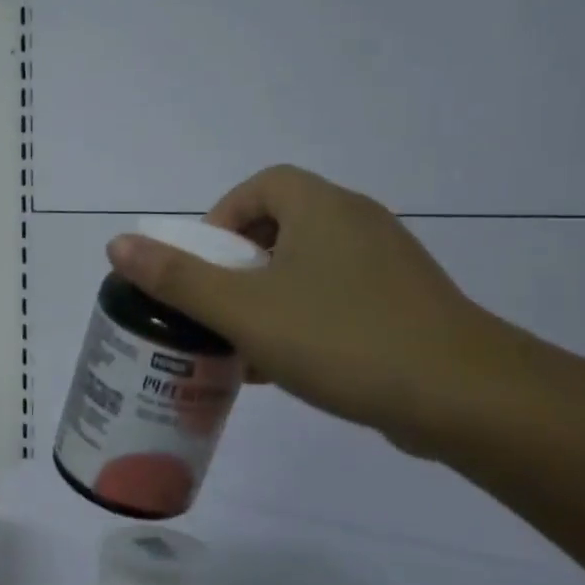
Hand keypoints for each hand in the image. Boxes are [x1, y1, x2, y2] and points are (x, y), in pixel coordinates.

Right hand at [106, 165, 499, 448]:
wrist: (467, 400)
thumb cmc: (342, 338)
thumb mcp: (243, 309)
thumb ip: (177, 278)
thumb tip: (118, 244)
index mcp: (323, 209)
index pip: (263, 185)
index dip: (223, 216)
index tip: (205, 264)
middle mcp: (359, 225)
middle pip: (281, 226)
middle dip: (238, 264)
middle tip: (216, 306)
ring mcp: (388, 267)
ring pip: (307, 268)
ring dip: (266, 296)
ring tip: (241, 343)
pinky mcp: (405, 307)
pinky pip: (336, 299)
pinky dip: (302, 319)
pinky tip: (284, 367)